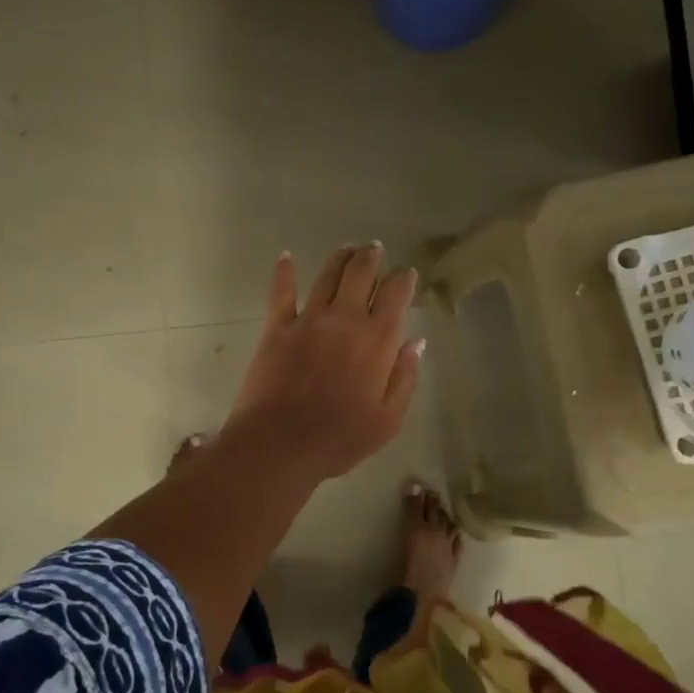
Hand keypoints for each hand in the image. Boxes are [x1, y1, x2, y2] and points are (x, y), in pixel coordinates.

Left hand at [223, 244, 423, 480]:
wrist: (280, 444)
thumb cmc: (339, 438)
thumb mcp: (388, 419)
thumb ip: (405, 377)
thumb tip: (416, 342)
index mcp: (378, 340)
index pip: (396, 295)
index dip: (404, 279)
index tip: (406, 274)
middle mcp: (345, 319)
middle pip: (361, 273)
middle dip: (371, 257)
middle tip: (374, 249)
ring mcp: (308, 319)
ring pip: (327, 275)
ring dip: (339, 258)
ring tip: (347, 249)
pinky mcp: (276, 327)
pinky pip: (281, 291)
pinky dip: (284, 271)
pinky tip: (285, 256)